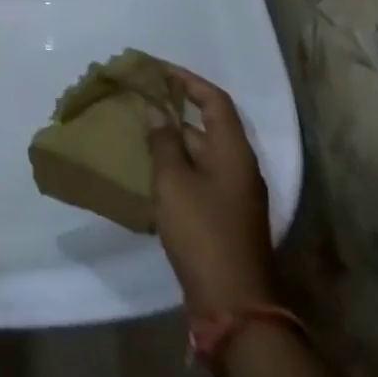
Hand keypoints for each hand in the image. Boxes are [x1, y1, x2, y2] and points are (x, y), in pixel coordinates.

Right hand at [149, 65, 277, 316]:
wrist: (234, 306)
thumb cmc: (203, 231)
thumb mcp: (173, 180)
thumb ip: (163, 140)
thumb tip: (155, 110)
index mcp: (234, 152)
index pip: (215, 100)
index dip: (188, 80)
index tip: (158, 70)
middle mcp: (240, 168)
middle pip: (208, 126)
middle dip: (174, 110)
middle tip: (139, 101)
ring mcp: (235, 196)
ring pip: (202, 154)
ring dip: (173, 140)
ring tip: (138, 131)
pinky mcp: (225, 218)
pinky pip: (200, 177)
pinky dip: (177, 166)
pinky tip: (150, 170)